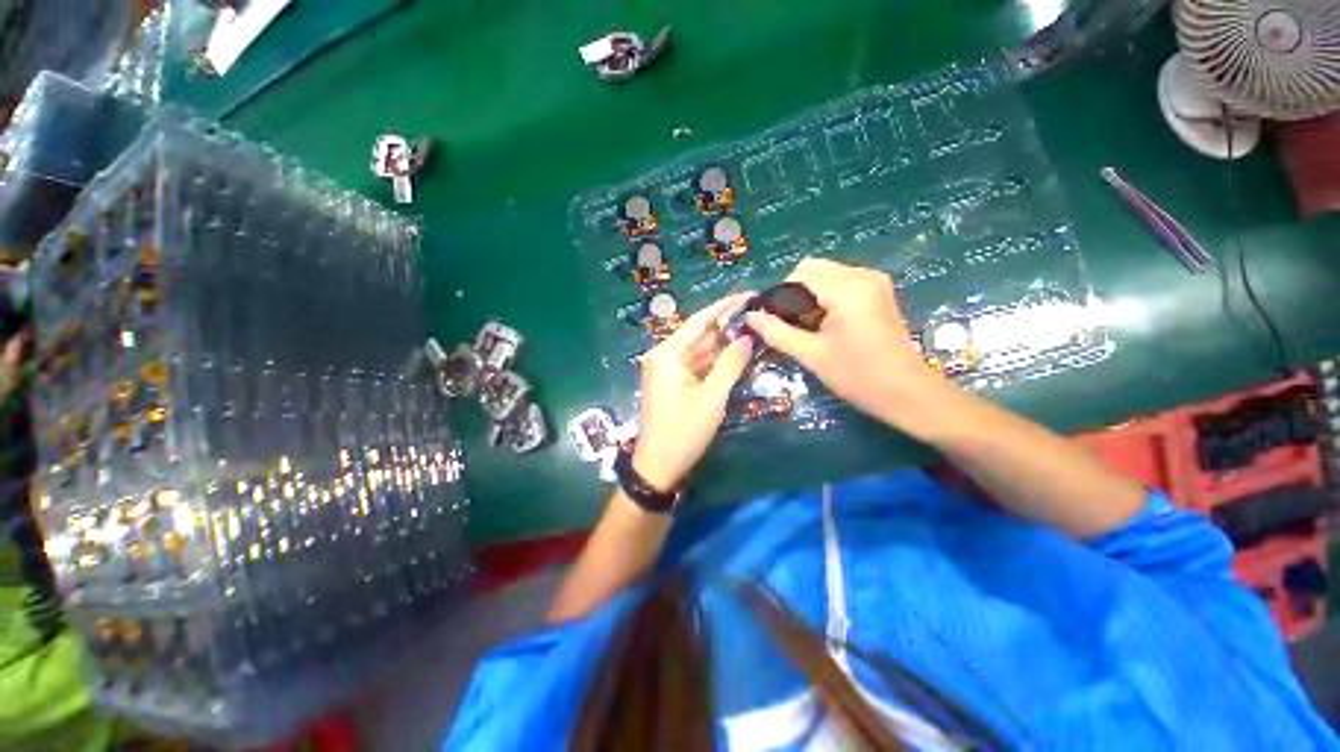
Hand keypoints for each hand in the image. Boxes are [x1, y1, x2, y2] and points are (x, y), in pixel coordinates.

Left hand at [633, 295, 753, 491]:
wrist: (660, 466)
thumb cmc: (683, 431)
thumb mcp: (711, 396)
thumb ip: (731, 364)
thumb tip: (749, 336)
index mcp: (667, 354)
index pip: (699, 321)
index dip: (724, 307)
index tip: (748, 295)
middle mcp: (666, 356)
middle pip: (701, 335)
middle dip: (728, 325)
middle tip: (758, 313)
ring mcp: (671, 371)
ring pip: (702, 351)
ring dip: (725, 343)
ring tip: (755, 329)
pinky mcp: (677, 384)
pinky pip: (700, 366)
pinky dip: (718, 361)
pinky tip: (739, 352)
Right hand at [745, 258, 944, 423]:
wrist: (907, 392)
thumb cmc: (858, 376)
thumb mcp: (812, 354)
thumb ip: (777, 332)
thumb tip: (750, 316)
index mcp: (847, 288)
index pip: (799, 276)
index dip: (777, 295)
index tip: (766, 318)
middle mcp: (862, 274)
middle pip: (812, 268)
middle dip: (792, 290)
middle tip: (784, 322)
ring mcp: (873, 280)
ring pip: (826, 273)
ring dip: (808, 292)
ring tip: (801, 323)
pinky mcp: (878, 290)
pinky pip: (840, 281)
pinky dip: (824, 295)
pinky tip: (820, 320)